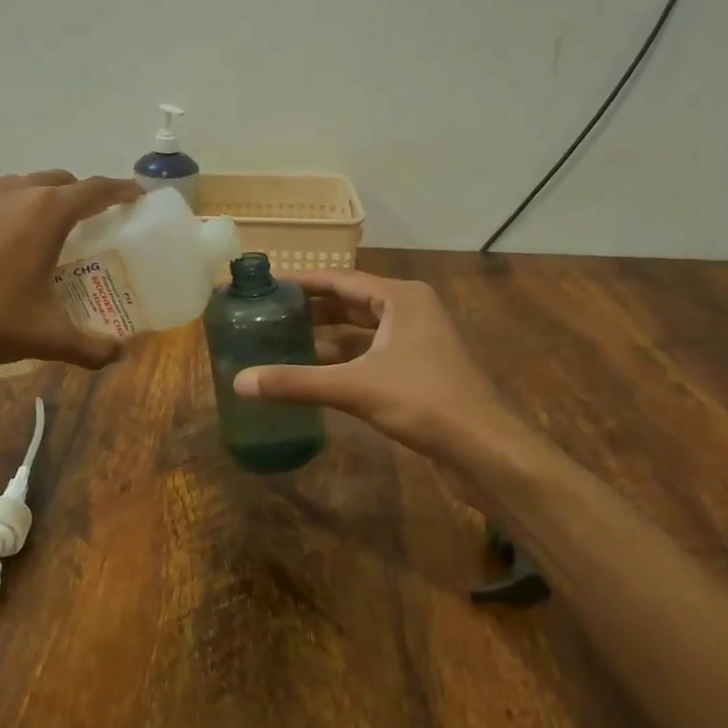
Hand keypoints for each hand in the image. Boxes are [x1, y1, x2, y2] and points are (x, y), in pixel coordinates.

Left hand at [0, 171, 141, 373]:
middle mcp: (15, 192)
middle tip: (92, 223)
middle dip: (82, 195)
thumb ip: (90, 347)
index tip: (136, 198)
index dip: (121, 191)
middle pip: (60, 181)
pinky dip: (7, 209)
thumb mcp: (45, 337)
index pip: (96, 190)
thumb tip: (118, 354)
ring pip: (23, 185)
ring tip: (44, 231)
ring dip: (42, 199)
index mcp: (46, 213)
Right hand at [232, 270, 516, 460]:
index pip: (340, 279)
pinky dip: (345, 358)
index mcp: (400, 298)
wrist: (487, 449)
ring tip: (285, 340)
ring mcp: (419, 339)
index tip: (266, 285)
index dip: (302, 282)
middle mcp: (410, 310)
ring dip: (328, 335)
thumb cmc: (424, 401)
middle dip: (312, 308)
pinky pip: (373, 351)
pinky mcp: (421, 367)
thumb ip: (296, 383)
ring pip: (363, 329)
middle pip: (351, 301)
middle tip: (269, 314)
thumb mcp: (355, 388)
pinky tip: (318, 372)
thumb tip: (240, 382)